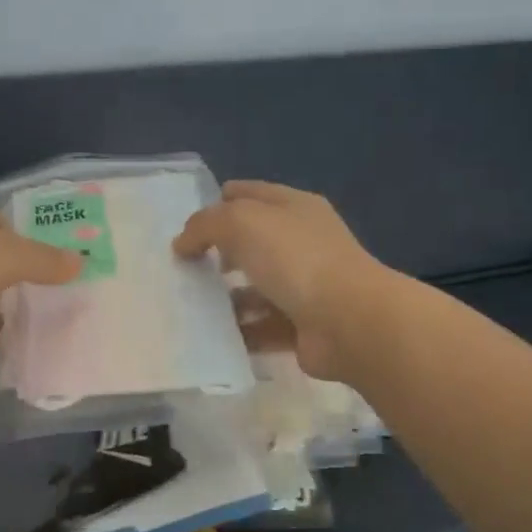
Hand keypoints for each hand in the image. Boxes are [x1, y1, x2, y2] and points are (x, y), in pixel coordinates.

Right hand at [173, 180, 392, 378]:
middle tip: (182, 267)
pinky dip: (239, 332)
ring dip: (225, 298)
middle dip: (217, 253)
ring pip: (255, 288)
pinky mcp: (302, 326)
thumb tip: (183, 243)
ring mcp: (305, 286)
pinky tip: (210, 337)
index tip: (184, 225)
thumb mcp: (242, 223)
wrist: (349, 322)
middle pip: (251, 243)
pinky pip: (261, 327)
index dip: (217, 203)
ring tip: (189, 306)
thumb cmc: (296, 259)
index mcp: (294, 208)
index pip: (249, 194)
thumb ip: (205, 225)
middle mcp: (302, 243)